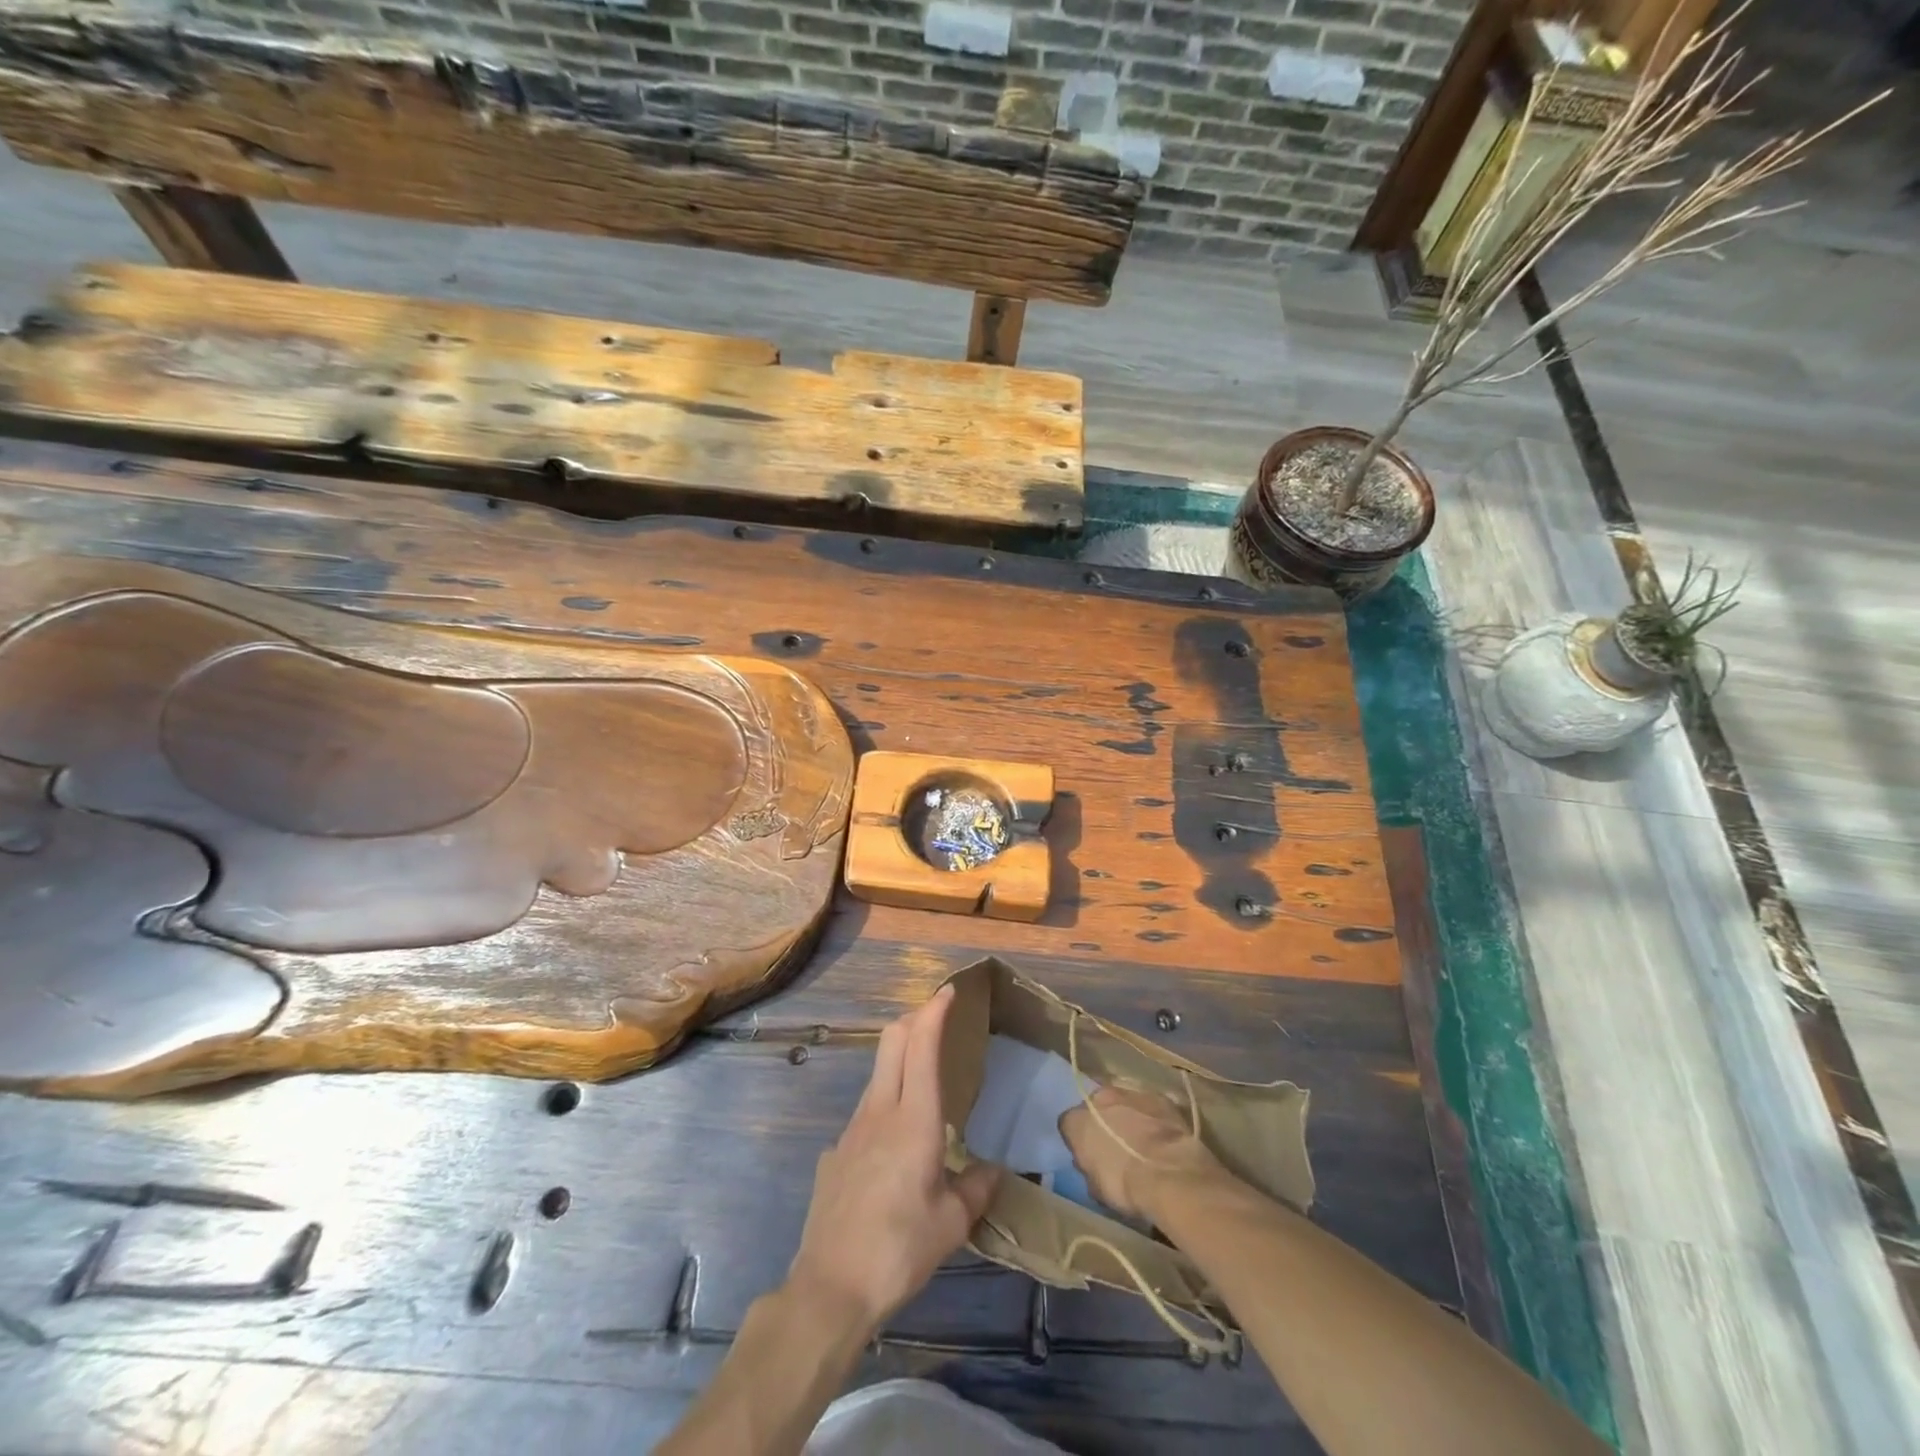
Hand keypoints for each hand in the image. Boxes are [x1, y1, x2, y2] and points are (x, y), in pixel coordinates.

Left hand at [787, 985, 999, 1336]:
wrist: (830, 1287)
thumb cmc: (899, 1249)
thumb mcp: (951, 1224)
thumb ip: (976, 1190)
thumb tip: (994, 1171)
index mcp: (913, 1119)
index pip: (921, 1044)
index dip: (933, 1010)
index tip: (948, 991)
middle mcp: (879, 1111)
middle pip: (891, 1041)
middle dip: (914, 1018)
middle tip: (938, 1019)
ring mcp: (851, 1130)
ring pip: (877, 1073)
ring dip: (899, 1059)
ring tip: (924, 1079)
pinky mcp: (835, 1153)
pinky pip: (865, 1114)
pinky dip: (884, 1106)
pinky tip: (895, 1148)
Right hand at [1059, 1084, 1226, 1220]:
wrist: (1168, 1174)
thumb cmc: (1124, 1186)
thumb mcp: (1095, 1187)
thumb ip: (1088, 1167)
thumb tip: (1090, 1162)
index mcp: (1076, 1120)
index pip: (1069, 1125)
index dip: (1078, 1140)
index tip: (1088, 1155)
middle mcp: (1099, 1097)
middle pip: (1096, 1106)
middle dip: (1103, 1121)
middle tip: (1115, 1144)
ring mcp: (1130, 1092)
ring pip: (1123, 1101)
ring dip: (1128, 1115)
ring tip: (1141, 1139)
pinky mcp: (1158, 1097)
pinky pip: (1149, 1105)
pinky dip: (1152, 1117)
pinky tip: (1161, 1136)